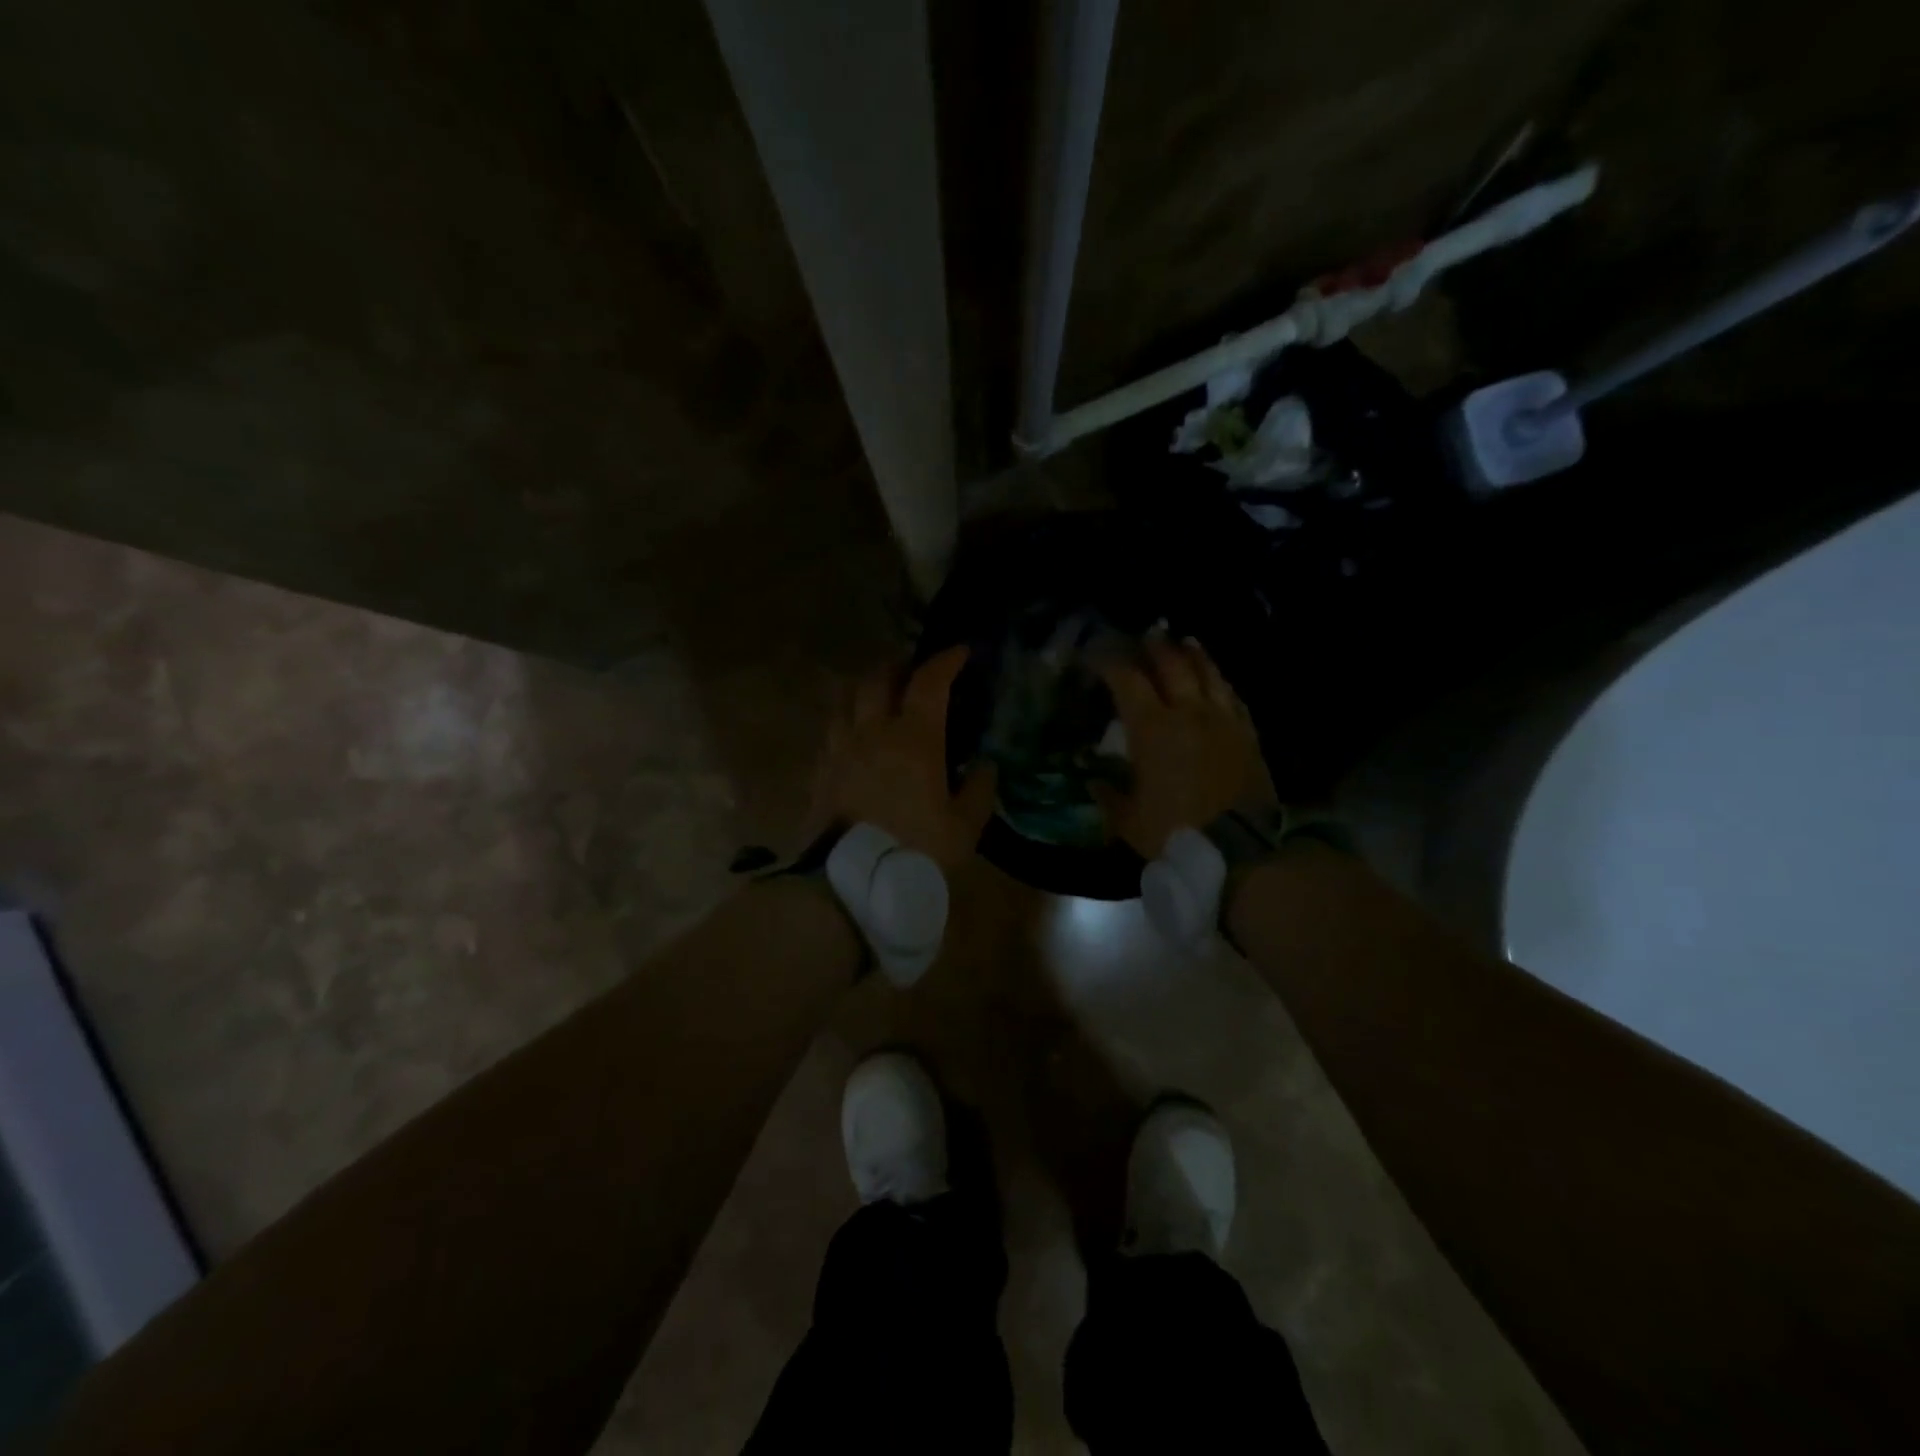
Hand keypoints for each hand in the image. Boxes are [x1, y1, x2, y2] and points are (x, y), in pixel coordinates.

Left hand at [810, 646, 997, 869]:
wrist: (851, 883)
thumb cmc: (916, 851)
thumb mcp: (964, 827)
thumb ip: (979, 789)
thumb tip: (984, 764)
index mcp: (914, 738)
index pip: (929, 681)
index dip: (946, 660)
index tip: (961, 653)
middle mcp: (873, 732)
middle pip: (878, 678)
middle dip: (899, 665)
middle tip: (914, 672)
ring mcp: (840, 748)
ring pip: (847, 698)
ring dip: (867, 687)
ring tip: (880, 696)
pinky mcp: (820, 770)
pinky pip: (832, 729)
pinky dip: (847, 720)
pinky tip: (855, 735)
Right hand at [1095, 634, 1264, 858]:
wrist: (1239, 850)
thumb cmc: (1173, 832)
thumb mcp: (1128, 820)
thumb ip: (1109, 797)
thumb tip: (1094, 783)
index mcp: (1152, 728)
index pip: (1128, 680)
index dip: (1110, 663)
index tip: (1097, 655)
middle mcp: (1189, 713)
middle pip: (1173, 665)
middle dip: (1156, 647)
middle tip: (1148, 634)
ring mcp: (1223, 721)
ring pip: (1209, 675)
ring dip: (1195, 655)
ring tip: (1186, 642)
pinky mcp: (1248, 736)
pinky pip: (1234, 699)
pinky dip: (1222, 684)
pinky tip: (1219, 682)